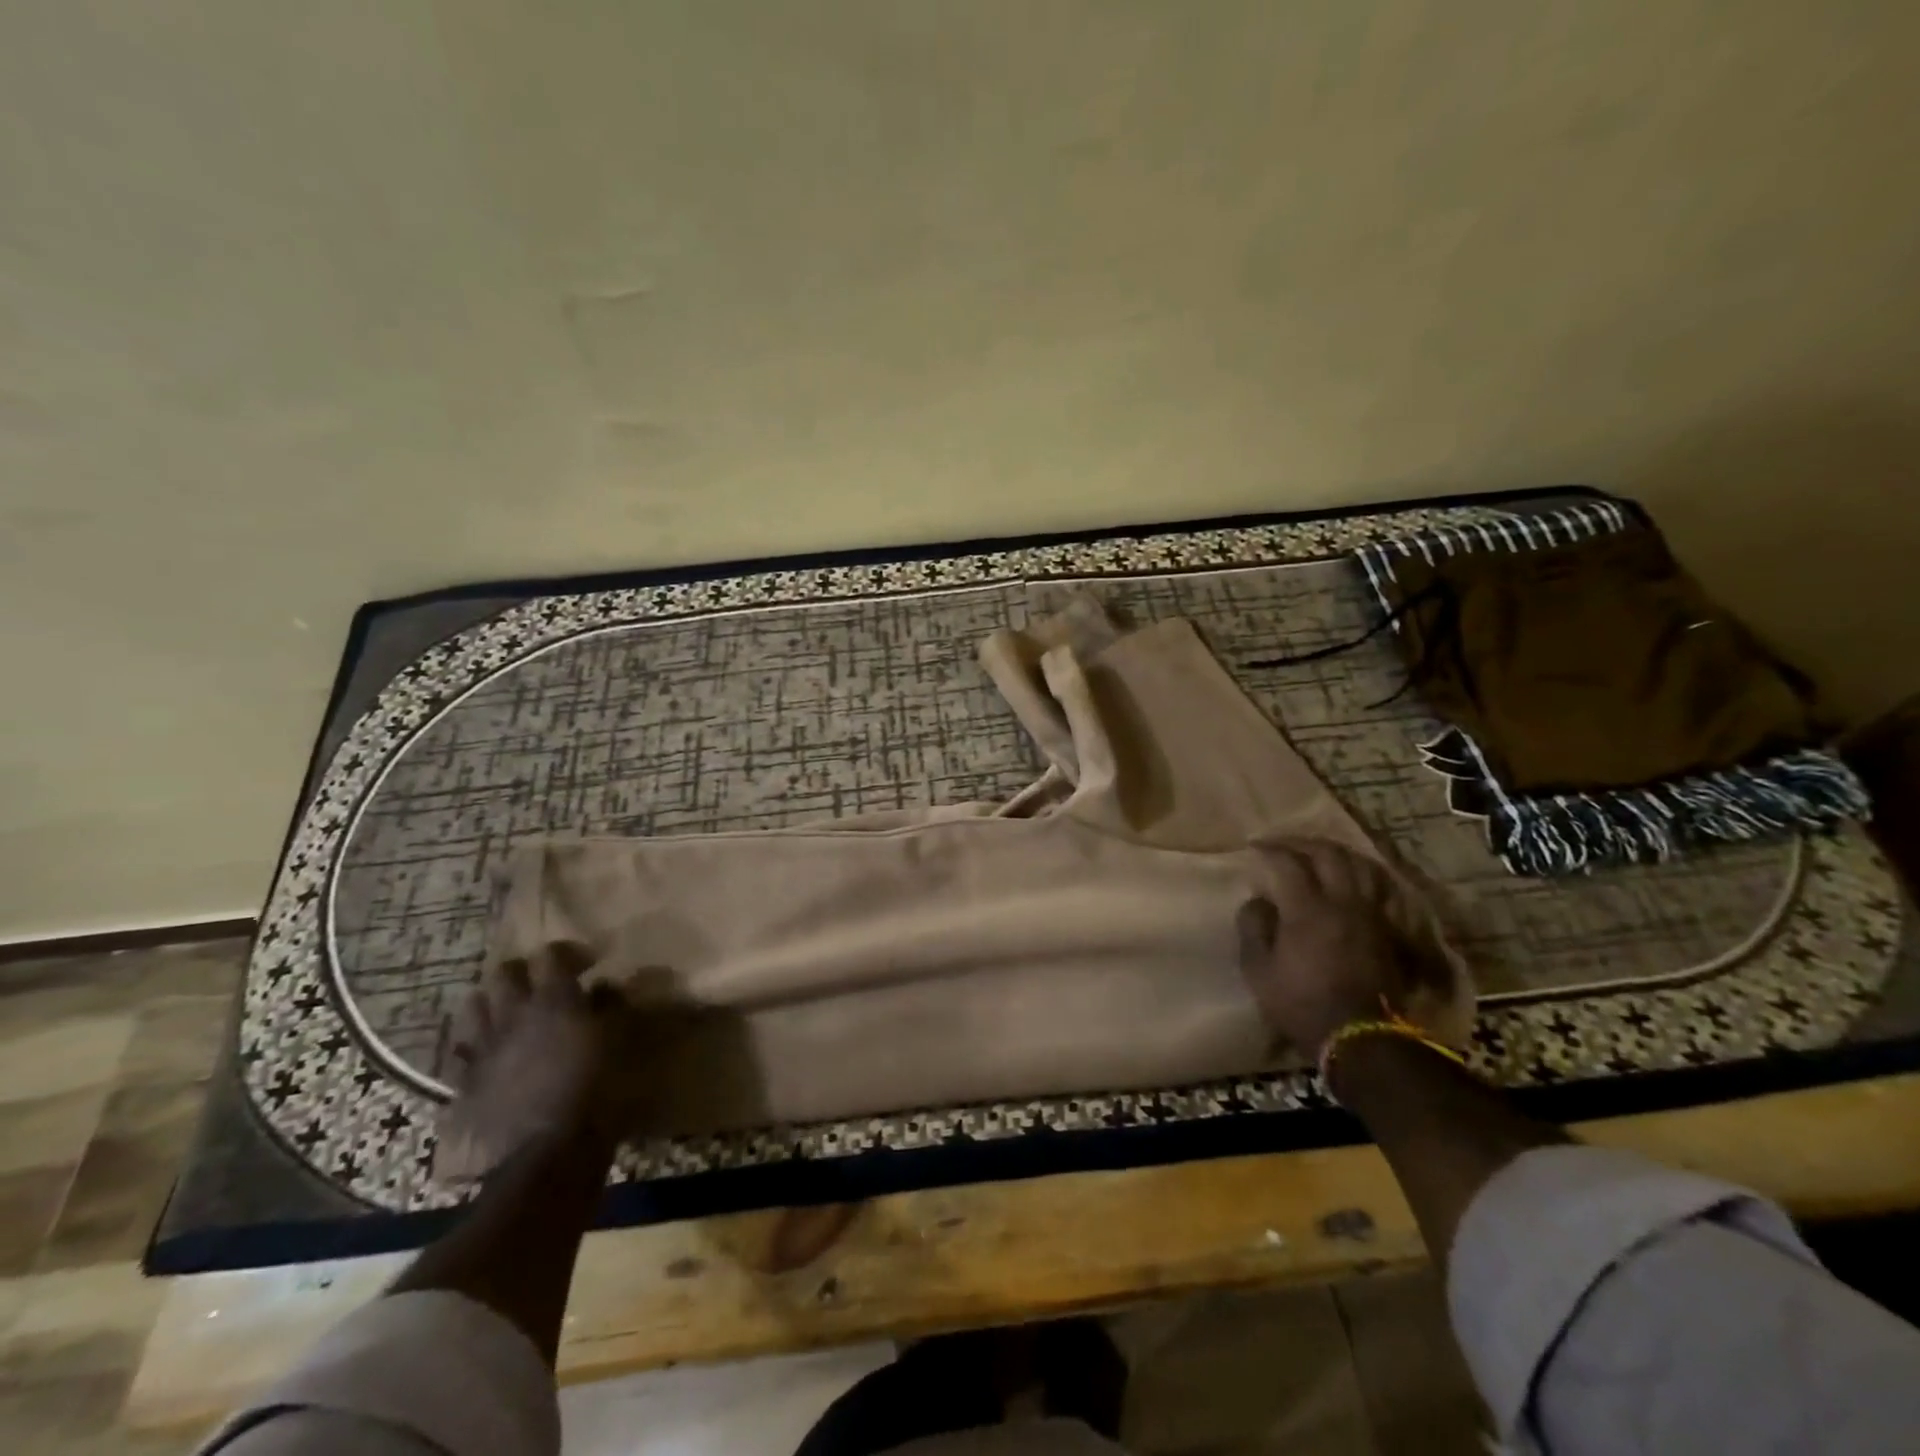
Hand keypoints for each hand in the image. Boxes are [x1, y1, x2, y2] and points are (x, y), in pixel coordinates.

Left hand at [444, 943, 643, 1158]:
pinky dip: (473, 1048)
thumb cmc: (597, 1095)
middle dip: (523, 972)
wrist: (546, 1159)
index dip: (568, 953)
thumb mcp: (621, 1045)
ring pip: (473, 1007)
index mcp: (555, 1002)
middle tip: (543, 985)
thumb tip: (607, 987)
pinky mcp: (463, 1086)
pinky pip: (459, 1055)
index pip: (551, 955)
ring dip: (491, 1004)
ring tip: (509, 1015)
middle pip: (504, 974)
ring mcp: (483, 1051)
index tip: (588, 964)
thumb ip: (613, 1009)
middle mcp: (514, 1016)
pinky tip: (487, 1057)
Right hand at [1236, 839, 1457, 1058]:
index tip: (1254, 847)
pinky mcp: (1392, 930)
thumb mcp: (1260, 972)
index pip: (1289, 863)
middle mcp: (1344, 903)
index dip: (1270, 849)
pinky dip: (1370, 875)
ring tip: (1321, 853)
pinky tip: (1360, 876)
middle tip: (1285, 844)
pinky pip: (1386, 889)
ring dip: (1338, 852)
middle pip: (1329, 855)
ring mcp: (1373, 915)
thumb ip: (1254, 929)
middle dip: (1303, 843)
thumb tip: (1257, 901)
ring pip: (1362, 866)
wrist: (1361, 1039)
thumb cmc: (1302, 1005)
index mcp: (1308, 910)